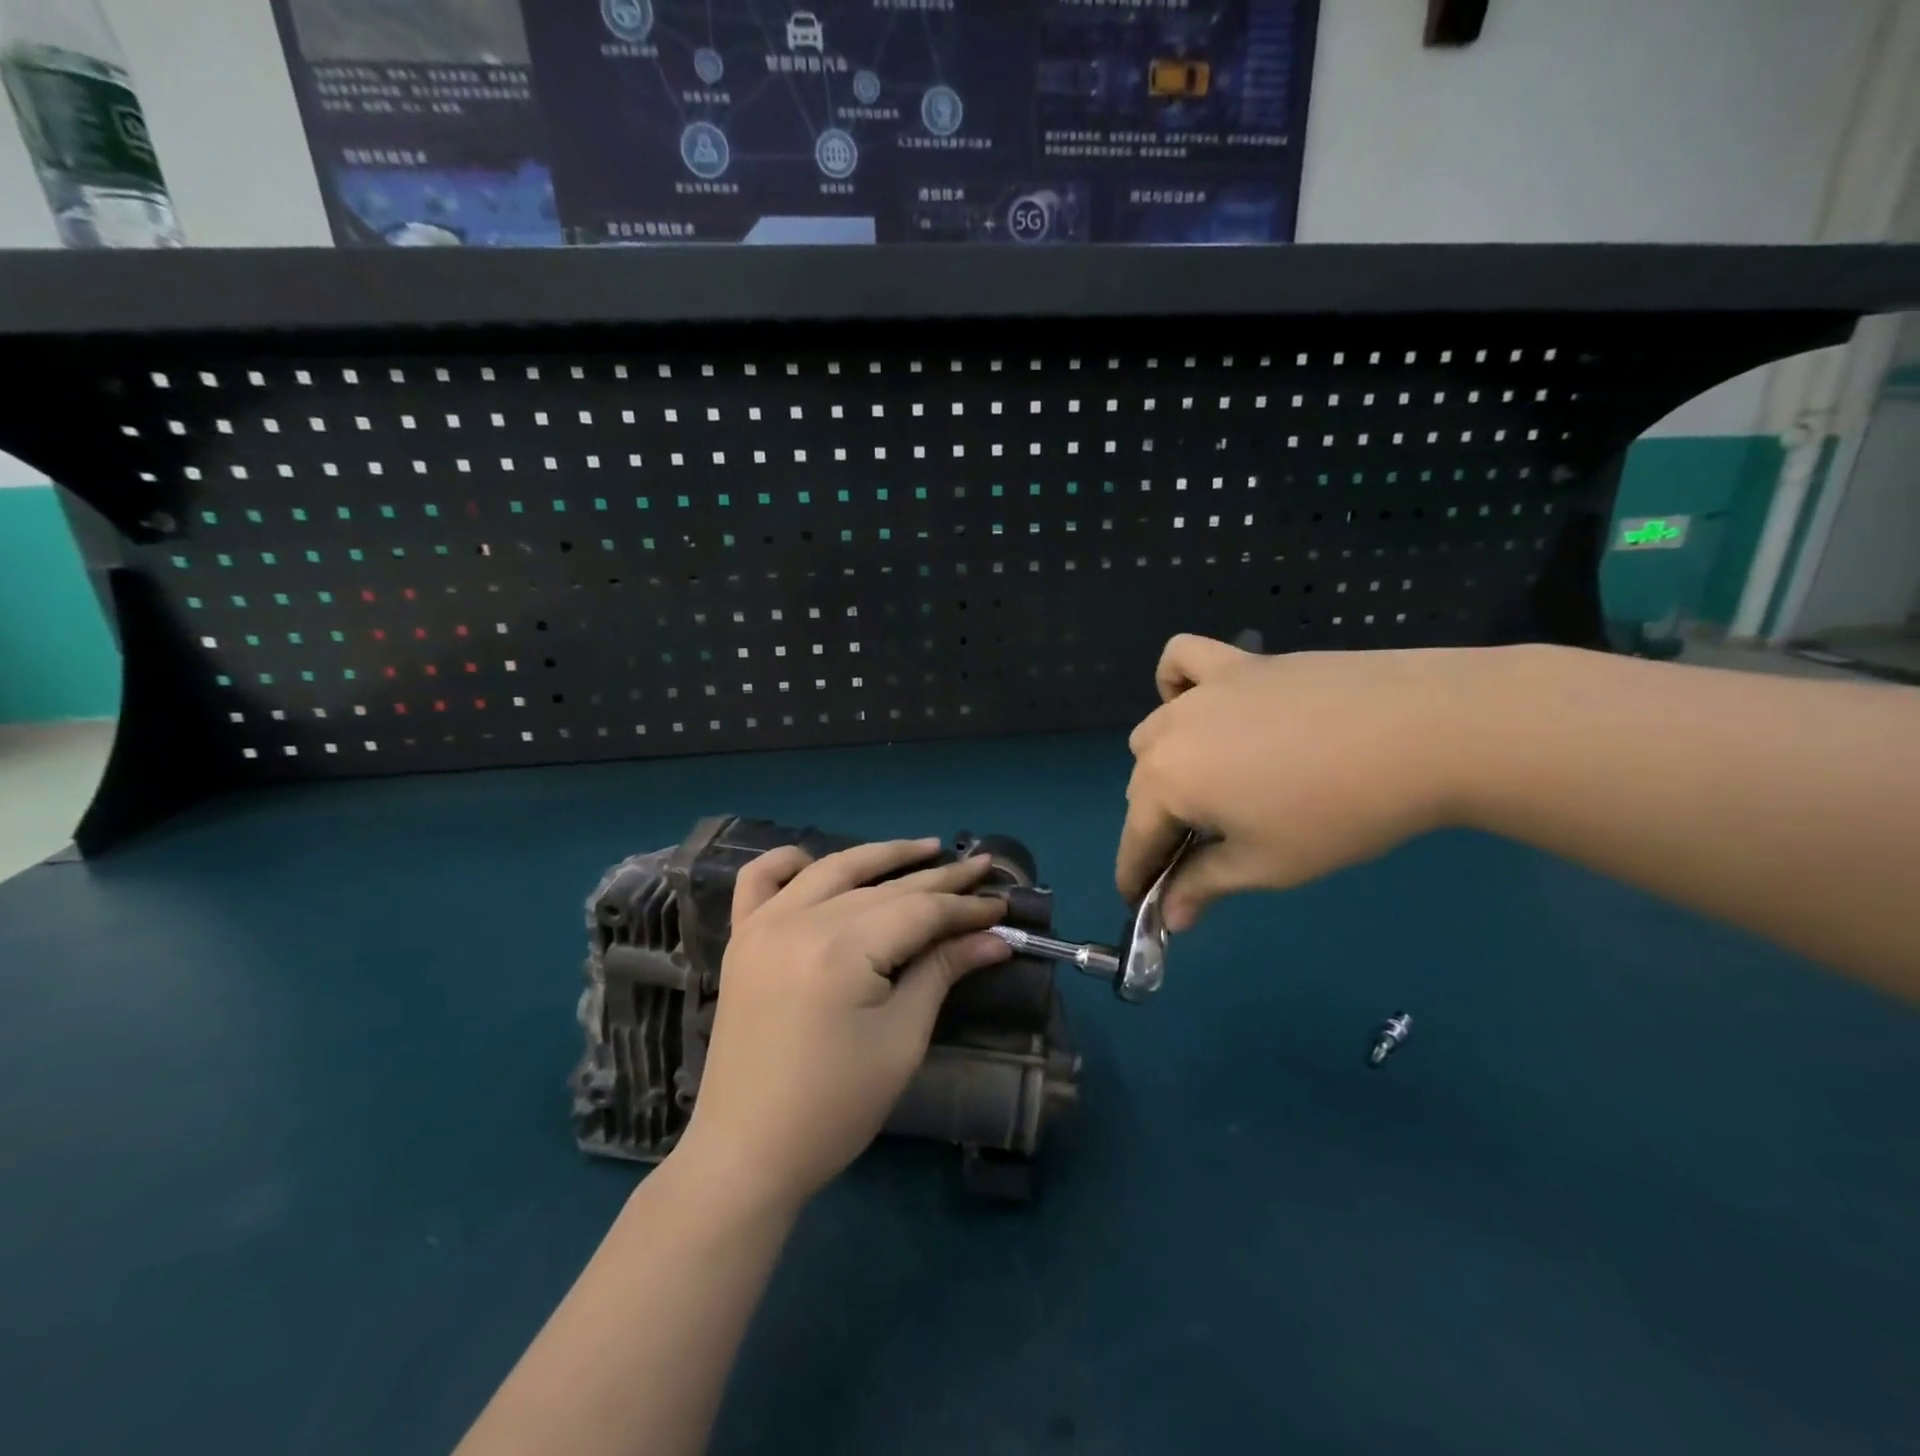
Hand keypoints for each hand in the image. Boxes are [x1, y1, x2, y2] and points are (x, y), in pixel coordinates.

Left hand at [671, 839, 1011, 1212]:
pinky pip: (760, 881)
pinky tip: (816, 861)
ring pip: (833, 870)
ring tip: (926, 848)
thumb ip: (942, 973)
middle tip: (981, 868)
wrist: (747, 1151)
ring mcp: (763, 926)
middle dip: (938, 880)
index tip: (1001, 904)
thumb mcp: (901, 1040)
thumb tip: (994, 938)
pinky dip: (790, 862)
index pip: (918, 911)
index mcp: (840, 949)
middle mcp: (799, 921)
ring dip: (881, 856)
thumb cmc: (834, 1107)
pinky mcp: (741, 939)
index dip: (964, 907)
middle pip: (883, 887)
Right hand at [1119, 634, 1499, 929]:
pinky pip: (1183, 660)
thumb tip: (1170, 918)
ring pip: (1156, 729)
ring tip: (1210, 786)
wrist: (1422, 731)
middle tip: (1197, 853)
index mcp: (1167, 781)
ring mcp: (1202, 690)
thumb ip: (1205, 886)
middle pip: (1142, 785)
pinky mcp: (1238, 663)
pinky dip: (1177, 682)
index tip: (1143, 902)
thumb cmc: (1338, 812)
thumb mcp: (1268, 864)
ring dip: (1165, 763)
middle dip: (1157, 824)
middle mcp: (1169, 731)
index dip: (1136, 875)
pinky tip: (1200, 702)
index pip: (1135, 837)